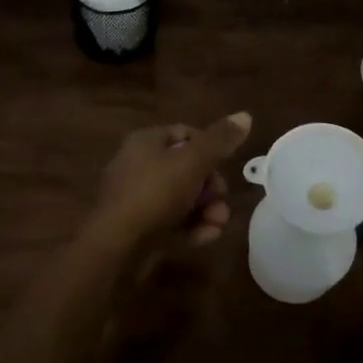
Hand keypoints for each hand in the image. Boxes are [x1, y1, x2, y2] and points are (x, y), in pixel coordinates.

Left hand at [86, 113, 253, 252]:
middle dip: (212, 187)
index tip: (226, 165)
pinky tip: (206, 237)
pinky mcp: (139, 228)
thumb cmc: (155, 193)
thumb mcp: (192, 161)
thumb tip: (245, 115)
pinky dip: (191, 227)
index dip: (210, 147)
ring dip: (207, 210)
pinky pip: (172, 222)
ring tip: (218, 224)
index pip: (186, 134)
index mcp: (146, 142)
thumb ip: (220, 140)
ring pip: (183, 198)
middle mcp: (139, 165)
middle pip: (187, 169)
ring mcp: (138, 199)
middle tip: (222, 201)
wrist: (116, 247)